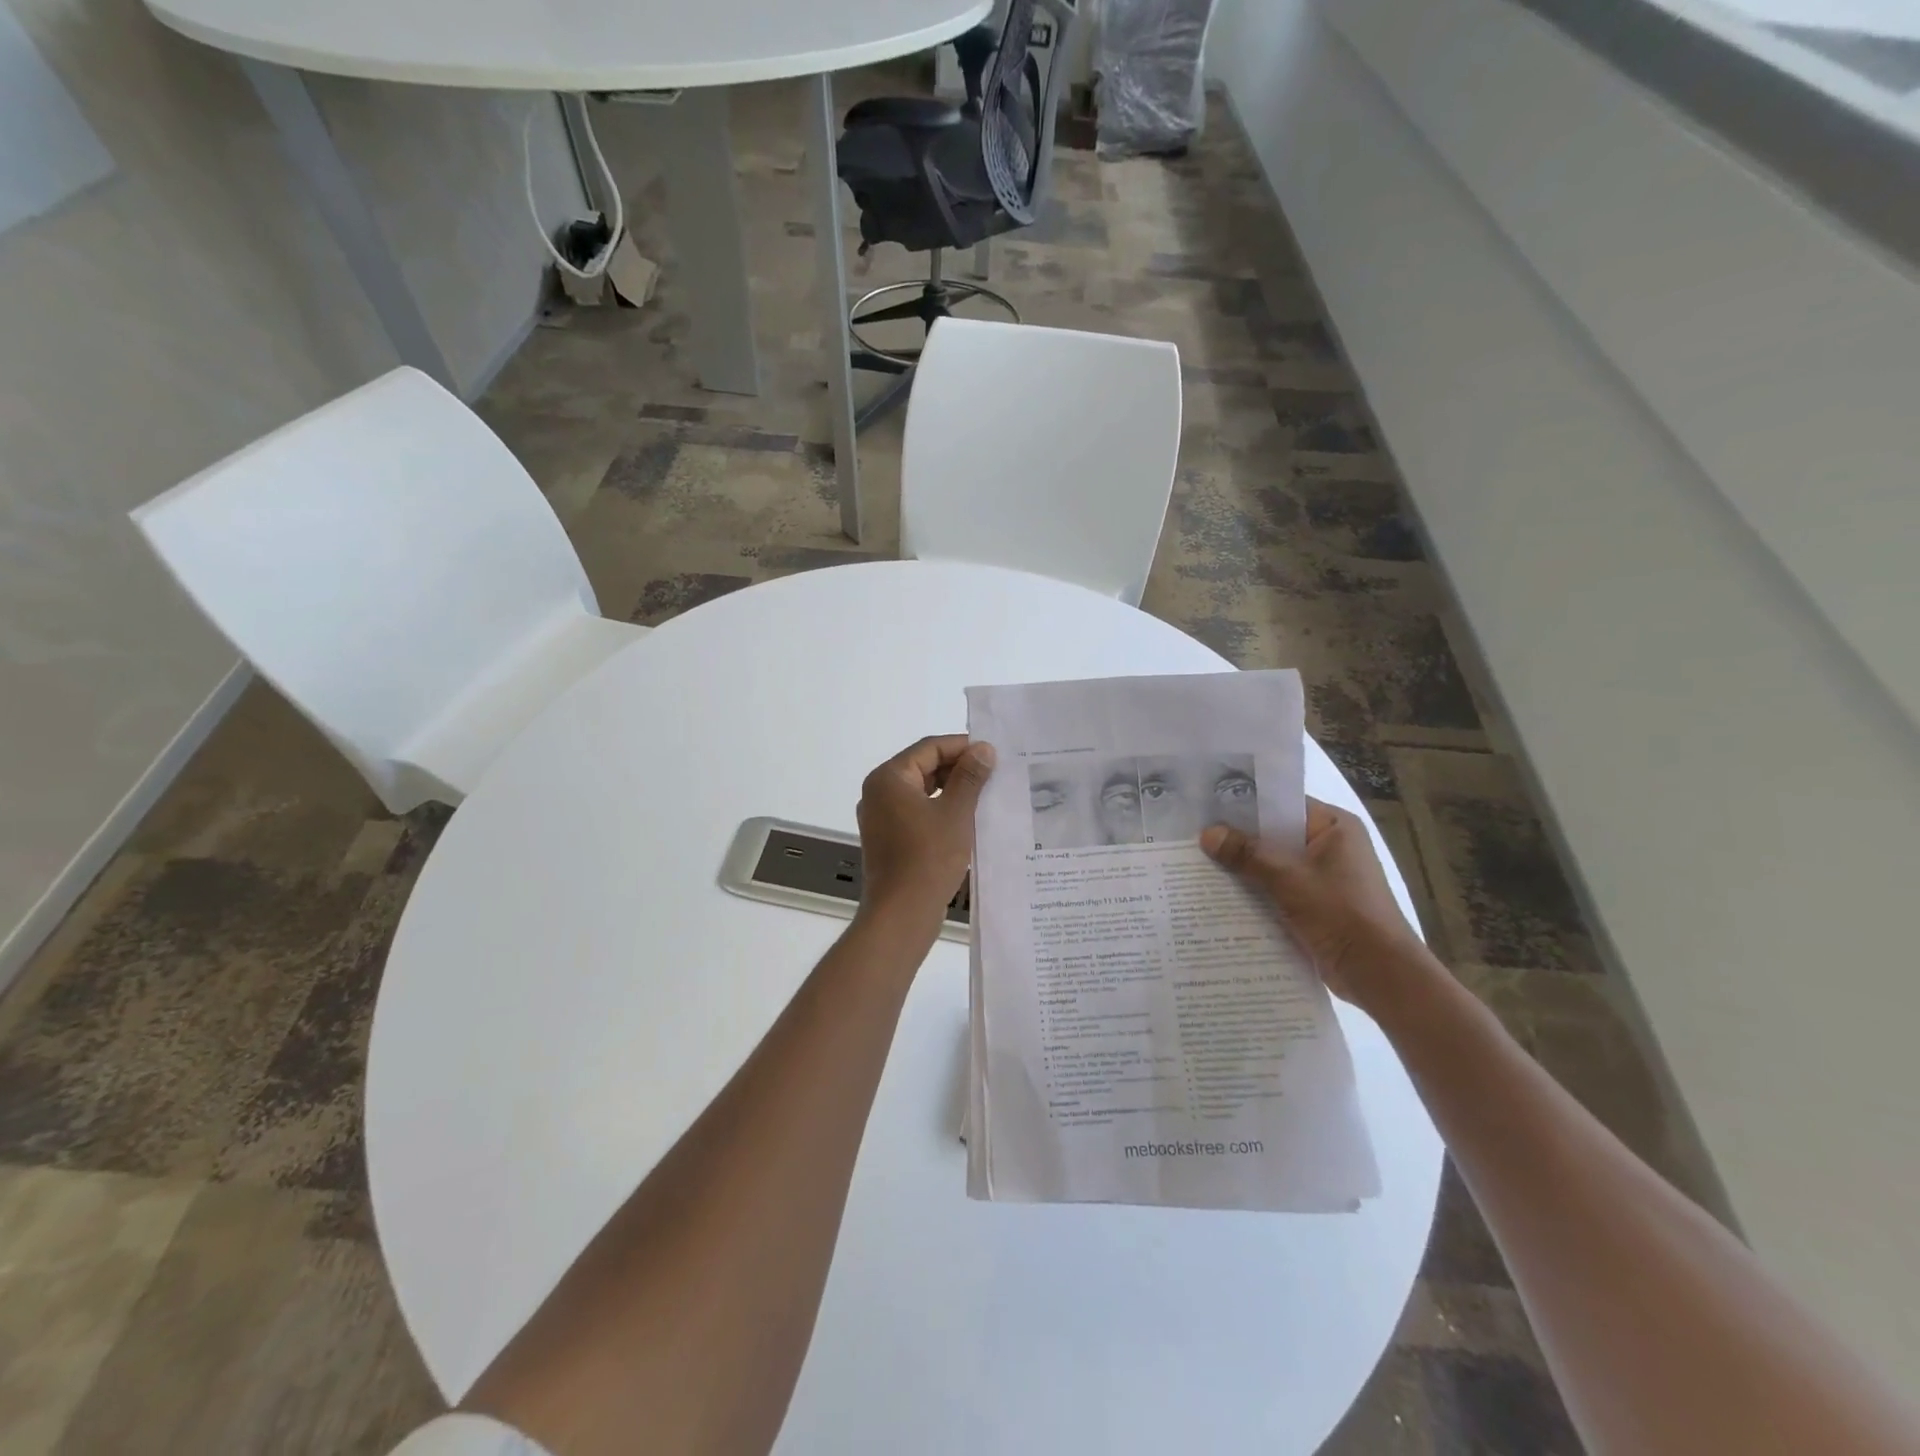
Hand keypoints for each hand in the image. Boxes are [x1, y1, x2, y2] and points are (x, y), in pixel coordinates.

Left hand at [856, 736, 995, 928]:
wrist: (901, 914)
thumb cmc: (928, 858)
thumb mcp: (956, 812)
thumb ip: (970, 776)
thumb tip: (983, 749)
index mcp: (889, 778)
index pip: (929, 748)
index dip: (963, 747)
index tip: (993, 754)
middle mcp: (878, 792)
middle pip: (923, 767)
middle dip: (958, 769)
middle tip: (994, 774)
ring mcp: (881, 818)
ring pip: (921, 792)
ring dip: (952, 791)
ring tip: (986, 795)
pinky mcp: (888, 840)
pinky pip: (917, 813)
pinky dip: (940, 811)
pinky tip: (968, 820)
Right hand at [1200, 799, 1428, 1007]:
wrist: (1378, 973)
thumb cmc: (1342, 913)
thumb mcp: (1289, 878)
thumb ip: (1247, 854)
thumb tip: (1207, 834)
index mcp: (1335, 827)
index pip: (1283, 804)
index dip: (1246, 804)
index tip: (1208, 806)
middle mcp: (1330, 846)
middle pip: (1275, 834)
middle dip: (1238, 838)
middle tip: (1194, 835)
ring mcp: (1322, 877)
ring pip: (1273, 863)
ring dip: (1243, 867)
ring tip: (1198, 863)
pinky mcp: (1314, 904)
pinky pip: (1276, 889)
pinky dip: (1254, 891)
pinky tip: (1219, 894)